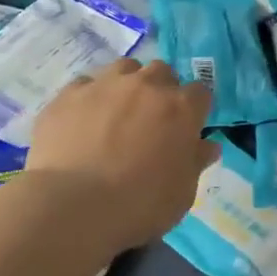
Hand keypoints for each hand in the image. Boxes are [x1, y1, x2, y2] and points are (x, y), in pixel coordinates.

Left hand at [27, 59, 215, 251]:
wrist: (72, 207)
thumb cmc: (138, 205)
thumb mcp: (182, 193)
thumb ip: (195, 162)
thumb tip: (206, 145)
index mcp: (181, 108)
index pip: (200, 93)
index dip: (194, 110)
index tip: (187, 129)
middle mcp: (147, 85)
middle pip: (162, 72)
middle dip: (161, 90)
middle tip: (151, 121)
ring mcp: (106, 85)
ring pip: (124, 69)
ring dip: (127, 85)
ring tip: (116, 113)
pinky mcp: (69, 94)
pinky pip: (85, 85)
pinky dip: (89, 98)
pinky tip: (81, 122)